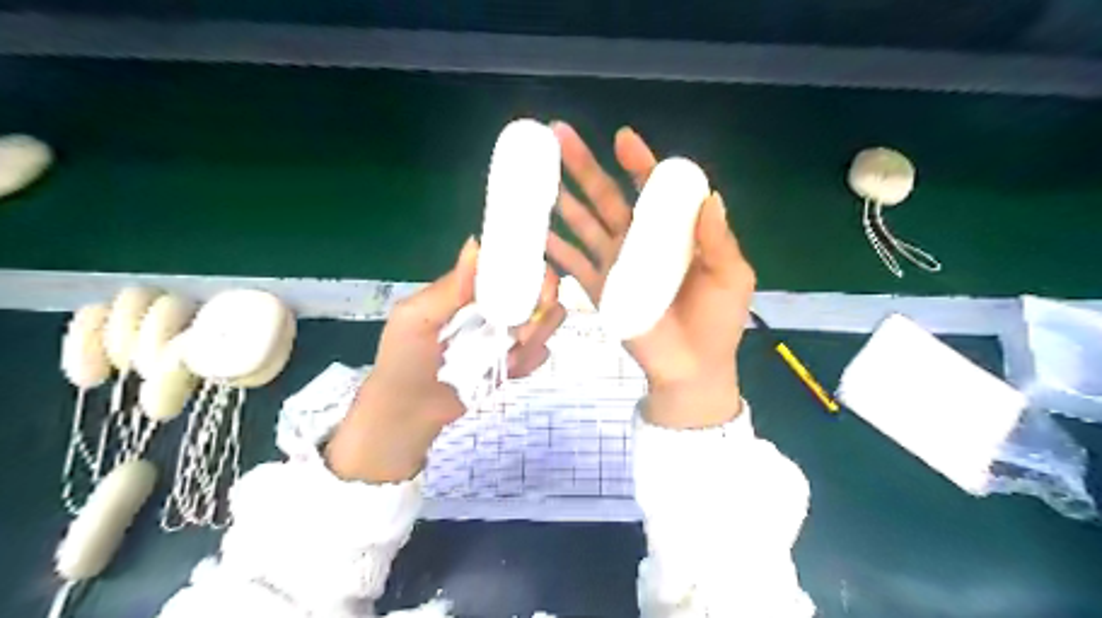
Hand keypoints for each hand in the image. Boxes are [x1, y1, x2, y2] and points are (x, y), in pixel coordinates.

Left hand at [323, 236, 566, 481]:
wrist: (409, 412)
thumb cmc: (403, 360)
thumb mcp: (417, 317)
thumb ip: (450, 287)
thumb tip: (475, 244)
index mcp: (472, 291)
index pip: (511, 266)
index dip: (530, 269)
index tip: (535, 284)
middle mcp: (495, 306)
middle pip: (540, 291)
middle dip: (543, 306)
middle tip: (524, 330)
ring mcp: (508, 334)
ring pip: (546, 321)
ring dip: (537, 336)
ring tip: (510, 357)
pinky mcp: (516, 362)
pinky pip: (541, 353)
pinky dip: (532, 360)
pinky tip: (510, 370)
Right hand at [546, 122, 754, 427]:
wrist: (692, 367)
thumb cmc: (717, 320)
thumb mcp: (731, 276)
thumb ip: (719, 240)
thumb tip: (711, 197)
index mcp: (671, 231)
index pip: (652, 188)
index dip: (638, 163)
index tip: (622, 139)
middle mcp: (638, 239)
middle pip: (605, 196)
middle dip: (582, 166)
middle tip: (557, 135)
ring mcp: (614, 263)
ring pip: (582, 222)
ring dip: (560, 199)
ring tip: (534, 176)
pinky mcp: (599, 288)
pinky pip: (571, 263)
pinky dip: (552, 247)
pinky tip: (533, 230)